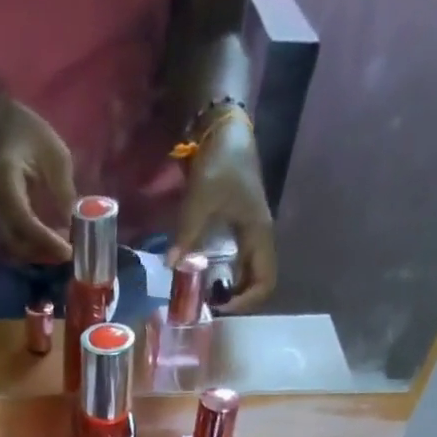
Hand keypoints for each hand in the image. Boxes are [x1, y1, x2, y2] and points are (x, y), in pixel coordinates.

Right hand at [0, 103, 76, 262]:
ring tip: (61, 248)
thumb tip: (74, 227)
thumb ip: (64, 192)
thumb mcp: (56, 156)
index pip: (24, 221)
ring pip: (13, 248)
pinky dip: (31, 249)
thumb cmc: (29, 134)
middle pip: (16, 243)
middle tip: (68, 252)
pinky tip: (48, 244)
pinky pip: (12, 244)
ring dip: (38, 254)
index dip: (46, 240)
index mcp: (5, 180)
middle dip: (44, 253)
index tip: (68, 250)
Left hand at [170, 113, 276, 313]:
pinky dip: (225, 276)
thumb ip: (186, 233)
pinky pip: (238, 263)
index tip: (219, 306)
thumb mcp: (200, 198)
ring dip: (230, 290)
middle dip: (236, 300)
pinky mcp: (240, 229)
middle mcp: (260, 238)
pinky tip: (203, 278)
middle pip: (258, 283)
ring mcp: (251, 233)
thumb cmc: (220, 161)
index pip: (264, 282)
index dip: (245, 302)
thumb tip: (172, 265)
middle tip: (208, 306)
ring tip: (204, 296)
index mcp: (259, 233)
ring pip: (248, 275)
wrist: (224, 129)